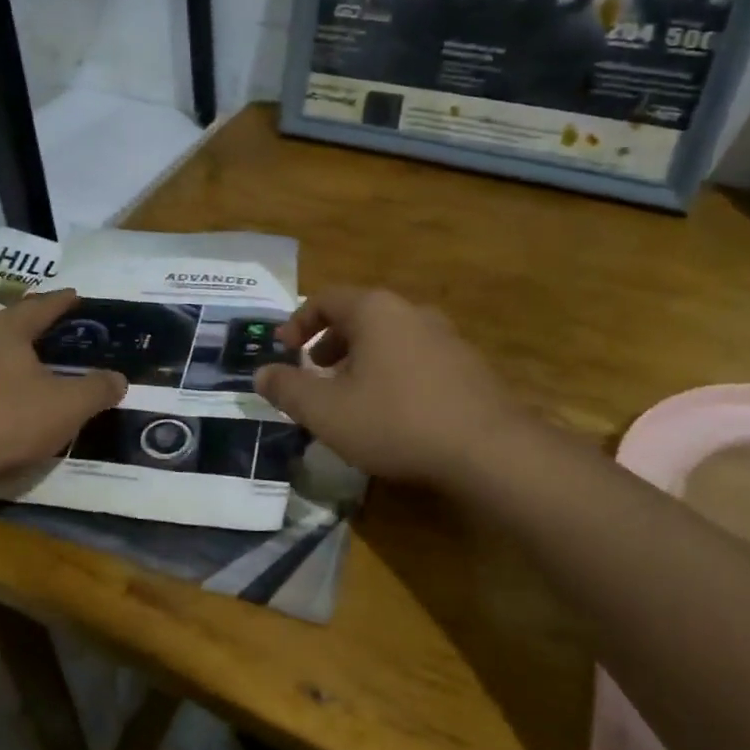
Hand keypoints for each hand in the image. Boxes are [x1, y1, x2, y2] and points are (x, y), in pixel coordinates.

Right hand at [253, 286, 522, 490]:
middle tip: (314, 372)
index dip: (298, 322)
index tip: (284, 349)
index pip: (326, 299)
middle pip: (359, 316)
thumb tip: (261, 373)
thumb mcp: (325, 411)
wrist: (488, 450)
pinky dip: (391, 372)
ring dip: (361, 359)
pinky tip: (391, 411)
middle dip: (329, 342)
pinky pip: (415, 358)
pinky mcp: (468, 365)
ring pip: (389, 338)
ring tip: (349, 395)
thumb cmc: (395, 421)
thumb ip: (287, 389)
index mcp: (375, 311)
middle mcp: (411, 312)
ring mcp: (446, 337)